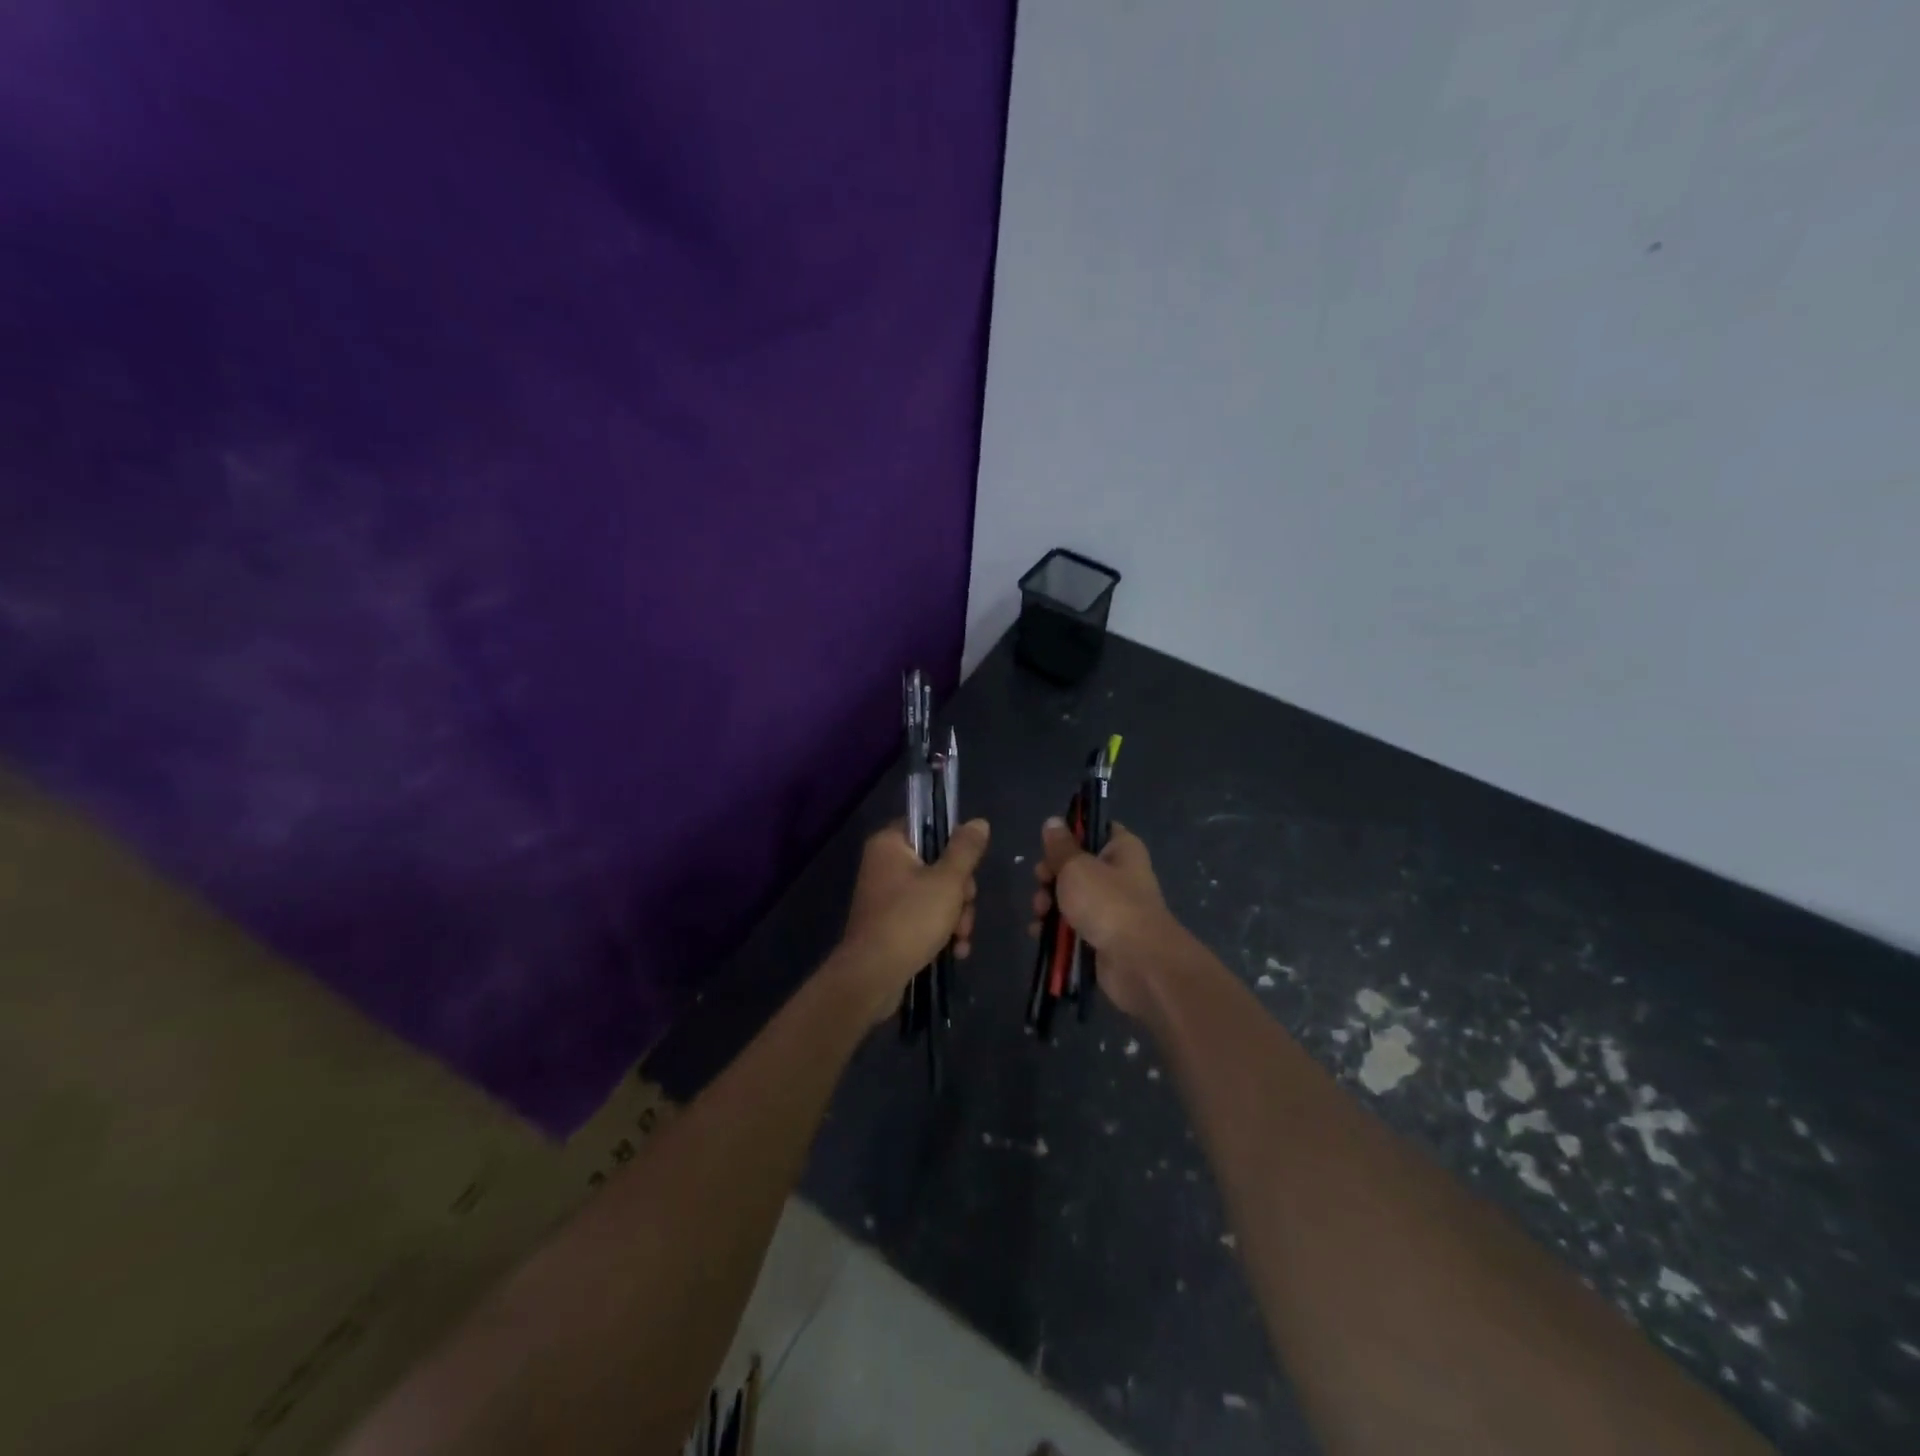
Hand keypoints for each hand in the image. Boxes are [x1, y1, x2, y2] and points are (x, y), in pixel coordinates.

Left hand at [835, 819, 989, 1022]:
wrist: (873, 976)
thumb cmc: (910, 919)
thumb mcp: (947, 881)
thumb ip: (965, 850)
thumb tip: (978, 822)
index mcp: (889, 844)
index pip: (927, 827)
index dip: (953, 846)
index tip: (968, 868)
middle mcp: (883, 865)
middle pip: (937, 865)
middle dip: (960, 893)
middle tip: (964, 910)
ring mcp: (885, 897)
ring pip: (935, 895)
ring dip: (955, 916)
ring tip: (960, 939)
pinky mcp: (889, 925)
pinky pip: (923, 918)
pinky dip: (940, 932)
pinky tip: (955, 951)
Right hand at [1029, 819, 1183, 1017]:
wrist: (1138, 963)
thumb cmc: (1108, 903)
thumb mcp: (1076, 866)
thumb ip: (1060, 846)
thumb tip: (1053, 821)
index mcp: (1121, 849)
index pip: (1096, 829)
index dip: (1071, 834)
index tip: (1050, 844)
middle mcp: (1119, 876)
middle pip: (1075, 866)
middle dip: (1051, 875)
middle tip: (1042, 882)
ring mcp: (1111, 909)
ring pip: (1070, 898)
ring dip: (1049, 904)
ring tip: (1040, 913)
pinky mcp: (1101, 937)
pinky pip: (1072, 927)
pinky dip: (1055, 930)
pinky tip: (1039, 933)